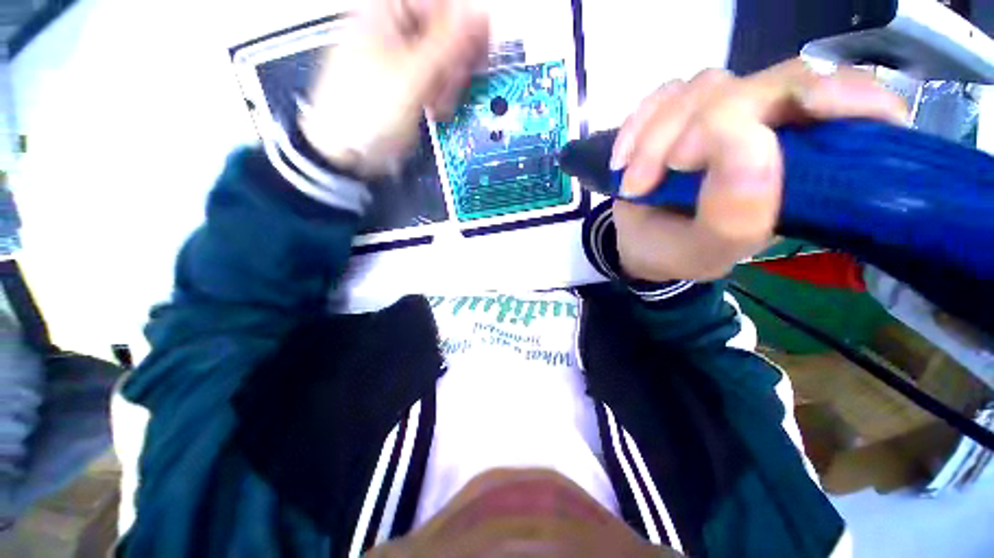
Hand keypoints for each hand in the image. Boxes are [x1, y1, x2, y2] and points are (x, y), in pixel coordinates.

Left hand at [300, 0, 488, 177]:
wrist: (351, 150)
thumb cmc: (369, 109)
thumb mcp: (412, 75)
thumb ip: (447, 45)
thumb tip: (478, 17)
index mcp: (386, 11)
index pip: (440, 3)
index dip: (465, 26)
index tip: (479, 49)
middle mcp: (394, 30)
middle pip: (444, 33)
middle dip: (454, 63)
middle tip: (454, 85)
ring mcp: (401, 59)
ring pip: (443, 60)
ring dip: (448, 84)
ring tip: (438, 104)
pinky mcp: (408, 84)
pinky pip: (436, 80)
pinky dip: (441, 96)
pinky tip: (434, 109)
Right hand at [609, 59, 907, 281]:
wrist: (640, 244)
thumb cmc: (678, 252)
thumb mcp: (706, 252)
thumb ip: (735, 216)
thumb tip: (748, 142)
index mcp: (804, 170)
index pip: (856, 108)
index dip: (847, 94)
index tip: (810, 107)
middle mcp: (774, 129)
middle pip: (768, 83)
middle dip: (709, 125)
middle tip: (669, 171)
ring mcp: (725, 113)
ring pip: (707, 87)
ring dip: (658, 136)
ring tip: (635, 184)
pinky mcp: (683, 111)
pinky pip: (664, 94)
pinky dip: (637, 124)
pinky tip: (622, 160)